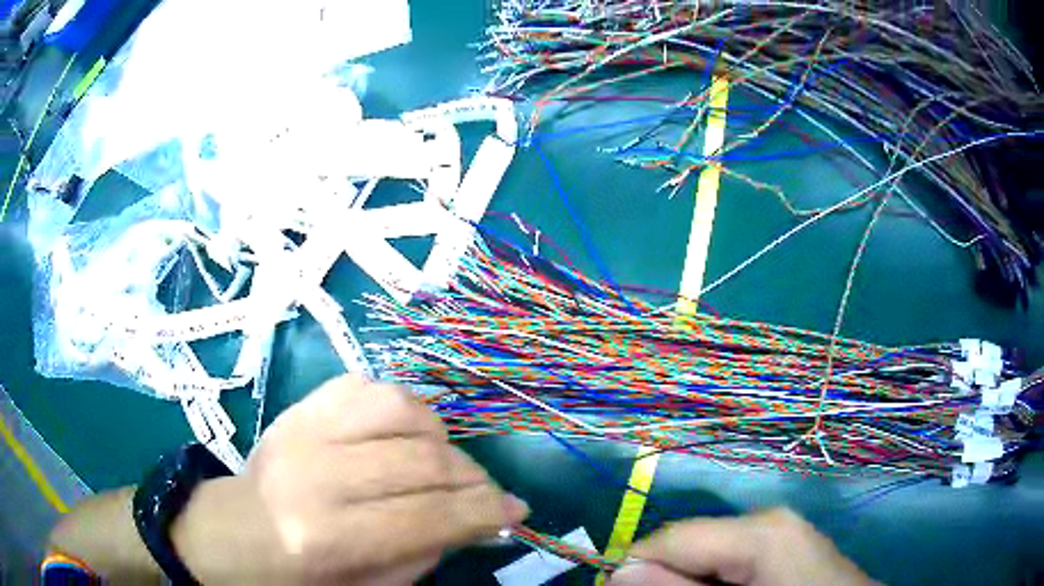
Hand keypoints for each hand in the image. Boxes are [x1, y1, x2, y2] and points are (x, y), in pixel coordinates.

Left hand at [173, 375, 529, 584]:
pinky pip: (369, 387)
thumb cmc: (294, 575)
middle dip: (472, 479)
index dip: (483, 513)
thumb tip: (476, 521)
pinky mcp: (300, 405)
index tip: (517, 512)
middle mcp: (315, 473)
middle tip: (487, 494)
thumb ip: (423, 554)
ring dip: (441, 437)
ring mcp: (303, 428)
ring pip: (401, 408)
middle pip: (421, 461)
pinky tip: (406, 435)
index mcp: (326, 535)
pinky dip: (403, 409)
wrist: (229, 531)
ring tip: (445, 464)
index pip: (426, 516)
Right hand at [608, 508, 876, 585]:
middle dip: (665, 580)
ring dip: (689, 584)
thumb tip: (621, 572)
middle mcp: (771, 522)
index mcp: (760, 531)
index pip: (670, 538)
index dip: (635, 569)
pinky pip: (736, 564)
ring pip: (711, 557)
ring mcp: (784, 535)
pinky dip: (716, 584)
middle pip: (690, 546)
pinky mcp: (789, 550)